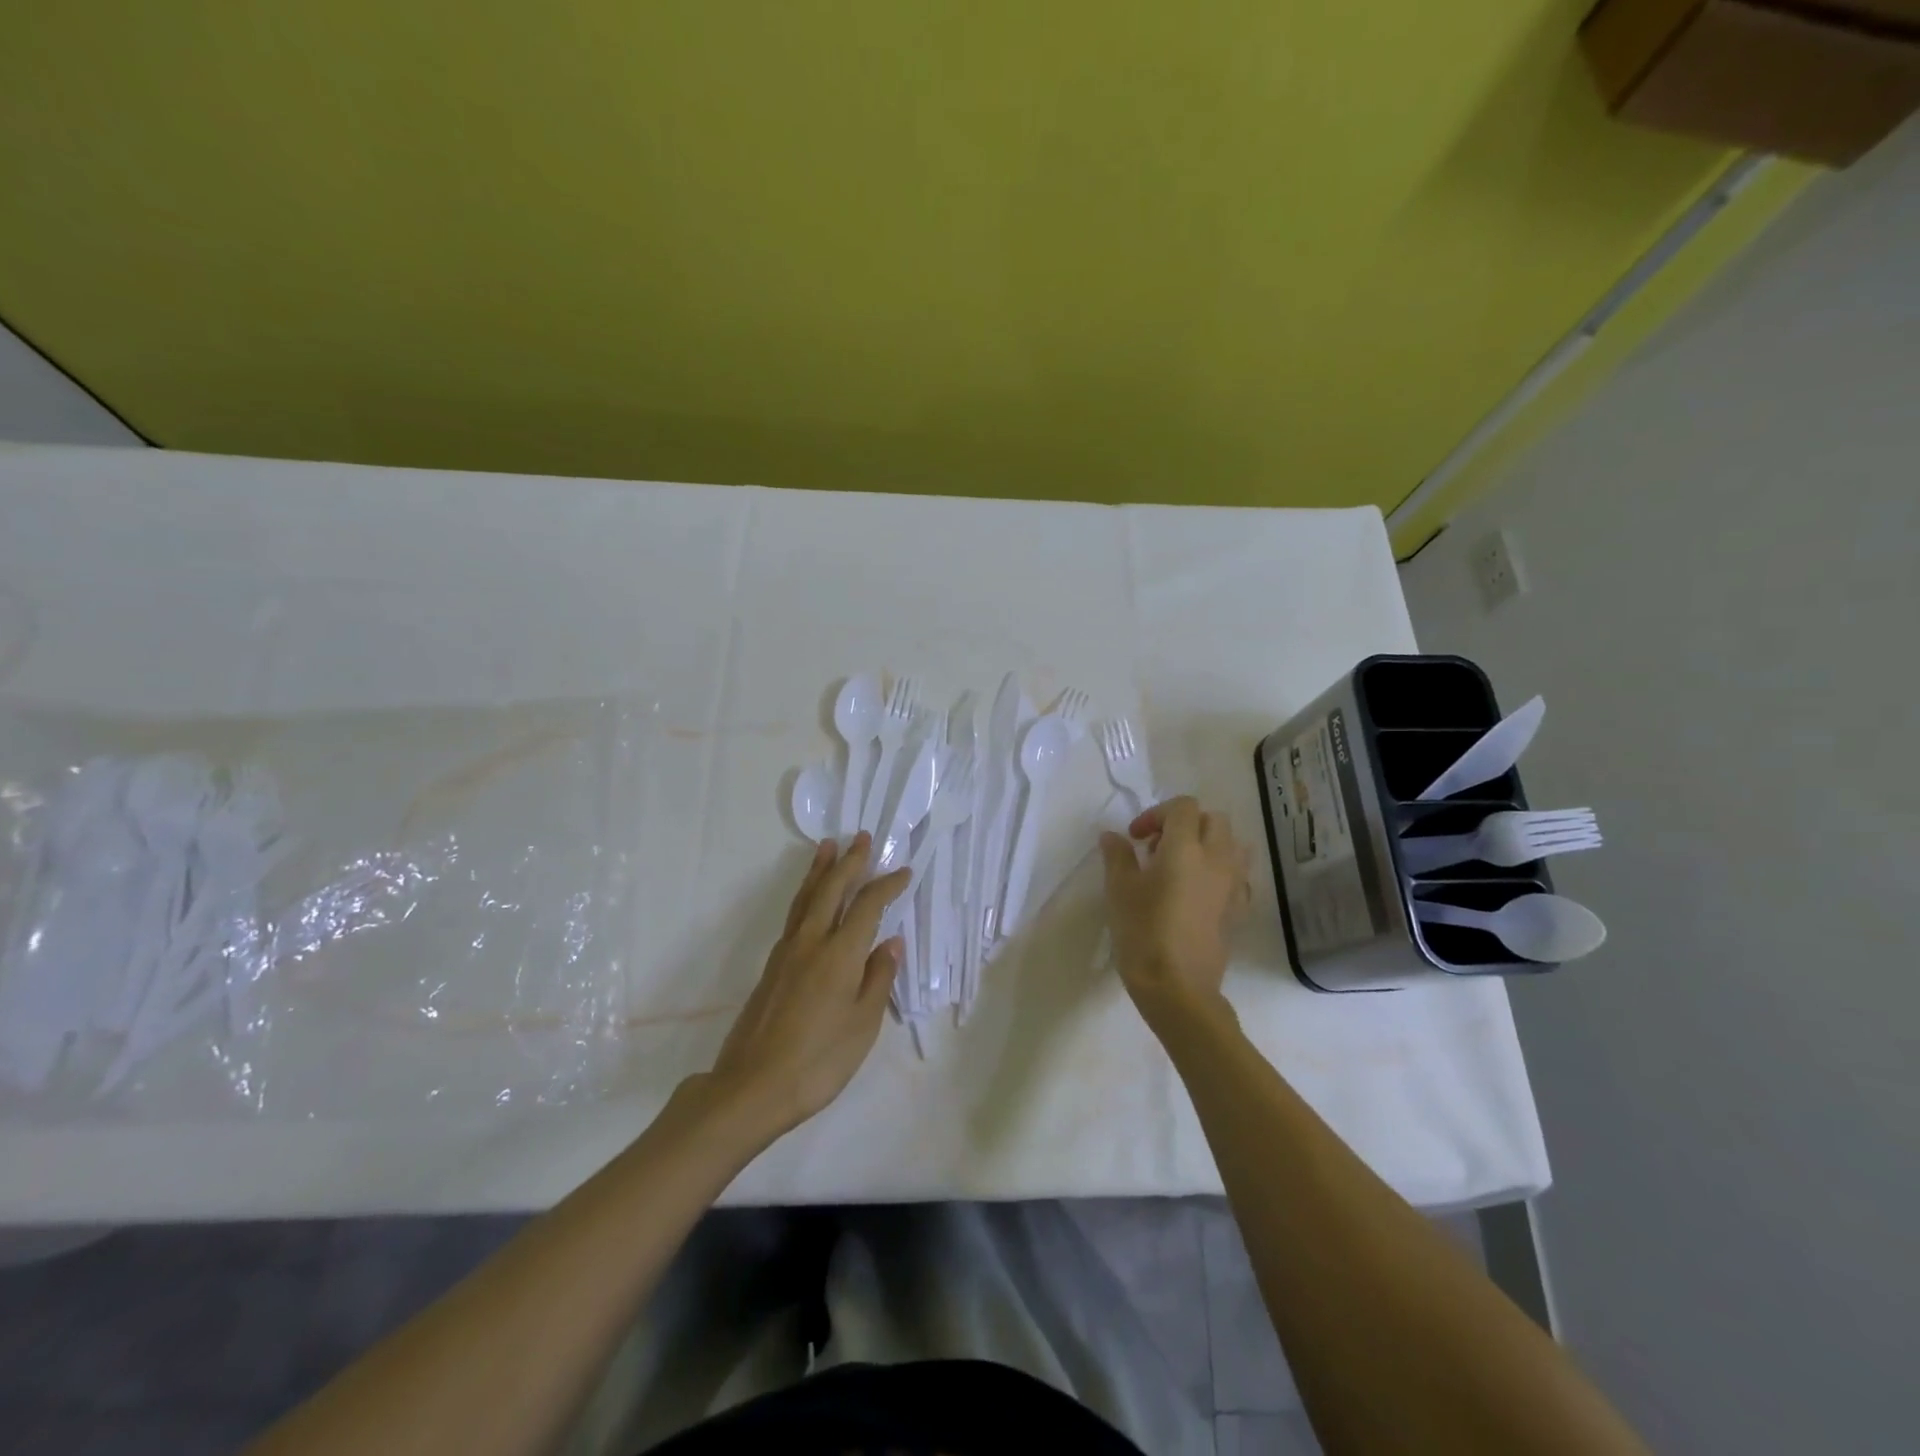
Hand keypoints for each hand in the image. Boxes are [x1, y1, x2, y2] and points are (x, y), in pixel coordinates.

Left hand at [706, 833, 908, 1139]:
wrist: (752, 1086)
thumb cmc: (819, 1061)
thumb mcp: (863, 1024)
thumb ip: (878, 978)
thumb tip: (890, 942)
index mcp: (839, 954)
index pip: (867, 906)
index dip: (887, 886)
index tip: (903, 872)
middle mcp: (811, 942)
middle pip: (831, 890)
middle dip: (849, 862)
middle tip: (860, 837)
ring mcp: (787, 952)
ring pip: (806, 898)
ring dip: (820, 870)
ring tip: (827, 847)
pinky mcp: (772, 966)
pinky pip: (794, 915)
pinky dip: (806, 895)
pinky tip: (810, 899)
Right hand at [1100, 796, 1251, 1030]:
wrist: (1178, 987)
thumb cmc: (1142, 932)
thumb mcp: (1119, 890)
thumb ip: (1118, 856)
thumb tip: (1112, 836)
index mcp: (1186, 847)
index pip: (1183, 807)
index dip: (1156, 814)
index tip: (1135, 838)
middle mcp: (1217, 858)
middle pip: (1213, 820)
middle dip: (1185, 824)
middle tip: (1156, 848)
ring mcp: (1233, 884)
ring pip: (1231, 844)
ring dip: (1207, 844)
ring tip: (1180, 866)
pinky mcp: (1239, 908)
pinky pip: (1237, 874)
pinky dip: (1219, 870)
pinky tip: (1196, 892)